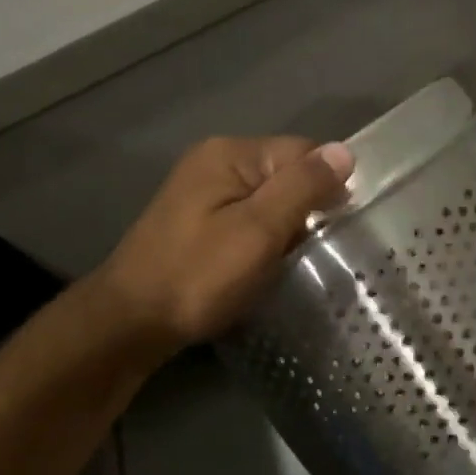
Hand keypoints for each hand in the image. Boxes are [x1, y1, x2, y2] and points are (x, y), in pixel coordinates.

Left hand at [97, 136, 353, 348]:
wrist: (131, 322)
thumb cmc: (199, 276)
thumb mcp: (259, 230)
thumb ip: (303, 187)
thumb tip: (344, 152)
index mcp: (231, 153)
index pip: (304, 151)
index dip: (328, 186)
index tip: (337, 228)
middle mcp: (216, 160)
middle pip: (287, 173)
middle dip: (308, 208)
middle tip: (313, 250)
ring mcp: (204, 189)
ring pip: (271, 198)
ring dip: (287, 226)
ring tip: (291, 260)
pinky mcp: (200, 218)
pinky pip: (250, 215)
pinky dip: (266, 236)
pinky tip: (265, 263)